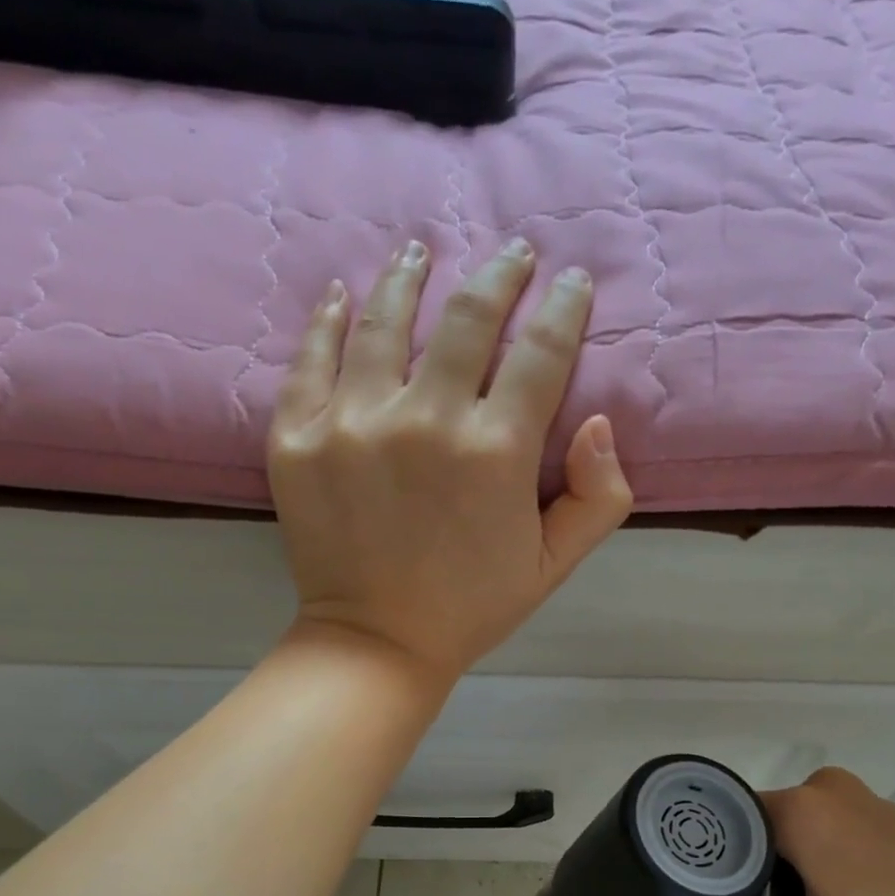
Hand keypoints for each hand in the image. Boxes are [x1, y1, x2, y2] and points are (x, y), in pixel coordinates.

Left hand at [267, 238, 633, 686]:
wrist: (377, 643)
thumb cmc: (473, 607)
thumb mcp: (554, 566)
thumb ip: (597, 497)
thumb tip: (598, 421)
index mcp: (495, 452)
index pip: (539, 353)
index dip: (563, 309)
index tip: (572, 282)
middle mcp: (425, 420)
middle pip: (467, 318)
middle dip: (500, 275)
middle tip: (513, 252)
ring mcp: (352, 422)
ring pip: (384, 320)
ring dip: (411, 276)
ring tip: (422, 252)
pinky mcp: (297, 436)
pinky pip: (312, 356)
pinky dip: (329, 318)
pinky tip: (343, 295)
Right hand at [671, 767, 894, 895]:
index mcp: (798, 808)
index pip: (725, 824)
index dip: (707, 865)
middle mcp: (822, 788)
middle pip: (757, 829)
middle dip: (747, 876)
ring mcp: (858, 799)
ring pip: (793, 833)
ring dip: (783, 872)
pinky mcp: (884, 816)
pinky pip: (825, 832)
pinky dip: (814, 864)